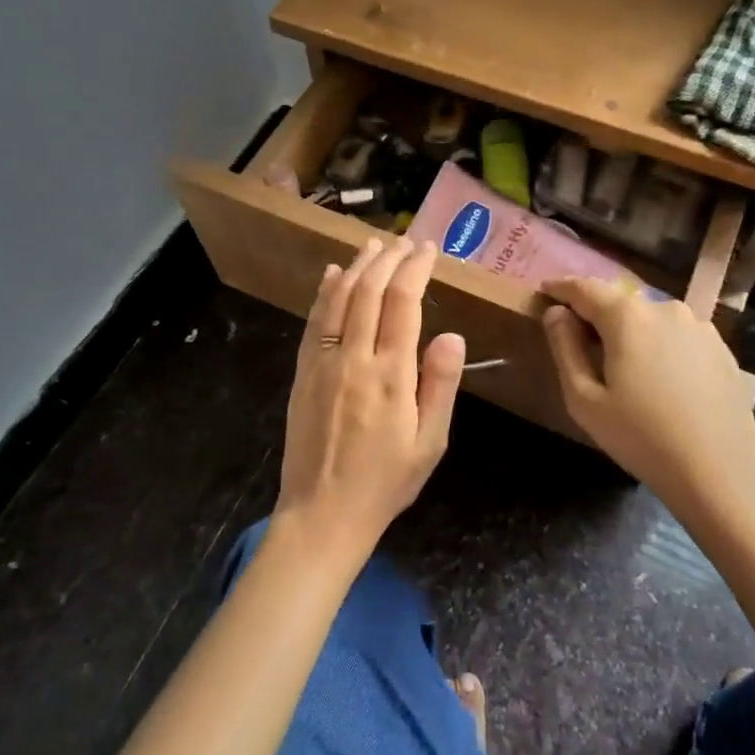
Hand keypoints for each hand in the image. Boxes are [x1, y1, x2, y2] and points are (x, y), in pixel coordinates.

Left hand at [277, 238, 465, 564]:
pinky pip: (314, 320)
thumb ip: (440, 385)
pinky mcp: (303, 371)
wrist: (322, 514)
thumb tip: (451, 334)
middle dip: (388, 258)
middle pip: (369, 290)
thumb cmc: (385, 482)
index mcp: (391, 373)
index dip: (416, 268)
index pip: (403, 302)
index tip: (428, 249)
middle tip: (404, 240)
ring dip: (357, 266)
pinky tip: (331, 274)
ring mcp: (323, 362)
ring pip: (339, 298)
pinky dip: (324, 291)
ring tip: (373, 244)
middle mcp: (354, 357)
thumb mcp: (429, 443)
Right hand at [541, 279, 754, 516]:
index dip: (561, 288)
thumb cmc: (641, 437)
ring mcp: (698, 326)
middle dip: (596, 313)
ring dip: (631, 330)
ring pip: (650, 318)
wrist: (721, 472)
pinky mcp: (720, 347)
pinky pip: (677, 335)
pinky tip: (660, 377)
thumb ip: (565, 347)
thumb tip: (556, 313)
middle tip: (580, 338)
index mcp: (627, 316)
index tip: (545, 292)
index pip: (584, 288)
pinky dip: (660, 344)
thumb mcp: (584, 399)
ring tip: (623, 363)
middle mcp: (664, 308)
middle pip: (619, 301)